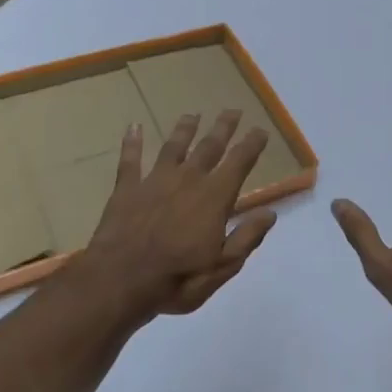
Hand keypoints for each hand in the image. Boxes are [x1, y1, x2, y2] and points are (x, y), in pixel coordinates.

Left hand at [69, 110, 277, 320]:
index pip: (239, 163)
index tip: (260, 130)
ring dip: (185, 129)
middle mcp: (188, 180)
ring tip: (192, 114)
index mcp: (215, 197)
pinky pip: (130, 160)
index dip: (251, 145)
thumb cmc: (178, 278)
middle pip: (209, 147)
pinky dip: (132, 143)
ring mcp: (155, 181)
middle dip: (223, 128)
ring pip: (174, 147)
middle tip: (232, 110)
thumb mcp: (223, 266)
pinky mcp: (127, 189)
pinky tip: (133, 126)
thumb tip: (270, 213)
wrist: (120, 281)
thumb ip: (247, 237)